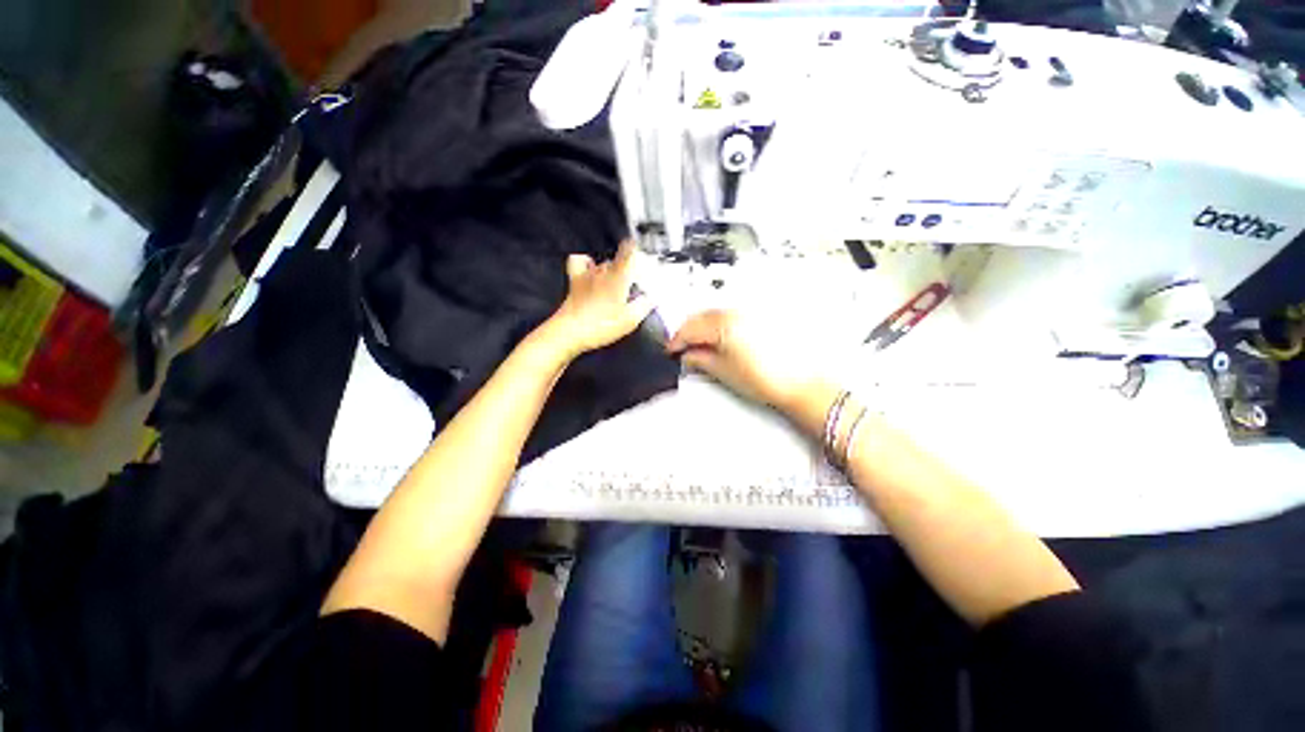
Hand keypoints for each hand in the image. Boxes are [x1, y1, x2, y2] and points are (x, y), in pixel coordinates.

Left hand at [545, 241, 653, 358]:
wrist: (570, 331)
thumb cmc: (602, 326)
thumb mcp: (630, 320)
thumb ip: (644, 306)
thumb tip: (652, 298)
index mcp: (619, 277)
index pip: (628, 251)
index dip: (635, 247)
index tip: (641, 251)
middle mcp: (603, 271)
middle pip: (617, 260)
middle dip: (626, 268)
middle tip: (632, 284)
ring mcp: (587, 274)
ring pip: (602, 263)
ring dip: (610, 270)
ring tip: (615, 283)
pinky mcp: (575, 281)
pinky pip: (579, 261)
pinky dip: (586, 263)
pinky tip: (591, 269)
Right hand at [667, 310, 820, 409]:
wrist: (799, 383)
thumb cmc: (766, 379)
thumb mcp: (723, 371)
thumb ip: (699, 359)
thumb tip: (687, 355)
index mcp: (723, 323)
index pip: (690, 328)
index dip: (677, 340)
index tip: (672, 350)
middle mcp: (736, 312)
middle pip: (702, 316)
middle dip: (689, 331)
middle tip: (683, 348)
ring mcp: (749, 313)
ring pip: (716, 315)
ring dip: (703, 327)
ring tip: (700, 346)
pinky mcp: (760, 317)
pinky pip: (731, 316)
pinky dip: (719, 325)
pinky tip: (719, 340)